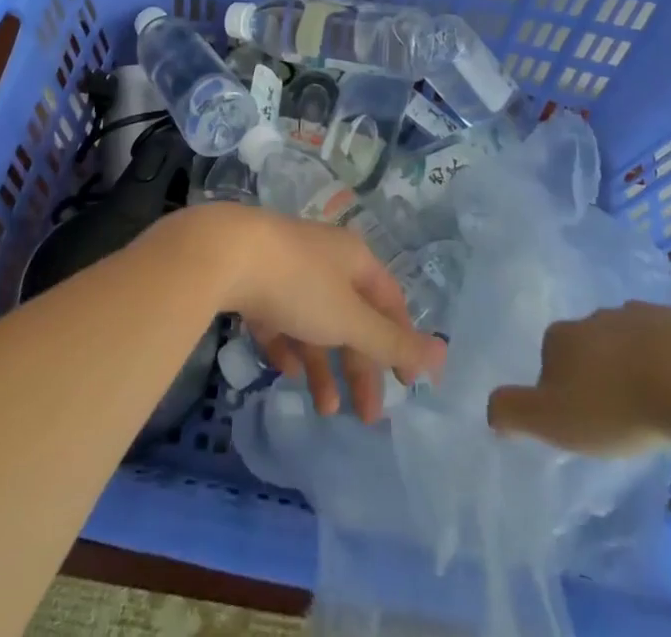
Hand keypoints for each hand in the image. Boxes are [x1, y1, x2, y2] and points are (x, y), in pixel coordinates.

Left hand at [183, 204, 445, 421]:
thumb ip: (391, 341)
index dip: (401, 342)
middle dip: (361, 366)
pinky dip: (289, 346)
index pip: (389, 302)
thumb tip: (443, 354)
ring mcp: (287, 268)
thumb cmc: (299, 284)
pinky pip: (280, 319)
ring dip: (324, 366)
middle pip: (352, 317)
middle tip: (366, 416)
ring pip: (315, 322)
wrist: (226, 253)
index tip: (407, 386)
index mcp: (354, 259)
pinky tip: (287, 370)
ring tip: (325, 410)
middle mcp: (325, 259)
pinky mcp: (255, 281)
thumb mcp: (349, 317)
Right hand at [486, 300, 670, 454]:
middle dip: (599, 373)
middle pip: (590, 346)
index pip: (550, 357)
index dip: (559, 388)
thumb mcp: (554, 420)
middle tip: (617, 415)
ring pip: (632, 341)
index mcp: (564, 335)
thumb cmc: (618, 405)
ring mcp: (644, 315)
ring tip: (655, 405)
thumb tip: (489, 408)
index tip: (578, 420)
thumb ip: (514, 412)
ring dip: (638, 366)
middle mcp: (599, 316)